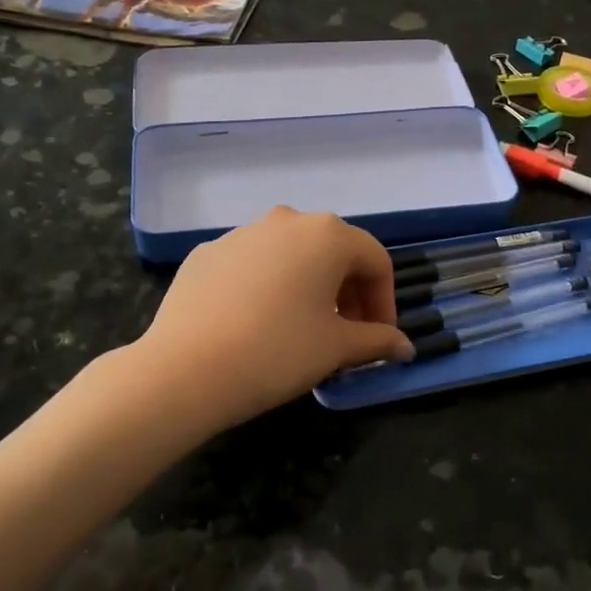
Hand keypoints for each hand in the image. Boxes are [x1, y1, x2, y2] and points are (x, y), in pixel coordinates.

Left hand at [134, 208, 413, 431]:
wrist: (186, 369)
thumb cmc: (278, 351)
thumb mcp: (336, 348)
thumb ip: (377, 340)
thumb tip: (405, 347)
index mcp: (327, 235)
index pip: (376, 260)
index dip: (385, 301)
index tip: (380, 337)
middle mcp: (287, 220)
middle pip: (334, 251)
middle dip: (349, 291)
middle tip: (347, 333)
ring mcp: (242, 233)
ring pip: (291, 255)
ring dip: (309, 285)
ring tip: (302, 327)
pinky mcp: (208, 253)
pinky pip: (253, 264)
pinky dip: (268, 286)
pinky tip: (257, 323)